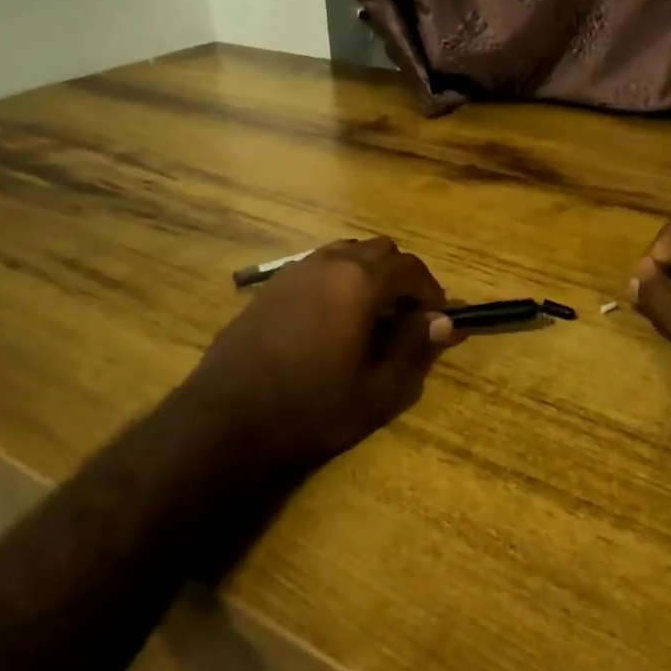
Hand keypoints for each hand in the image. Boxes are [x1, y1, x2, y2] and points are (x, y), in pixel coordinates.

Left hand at [181, 239, 454, 473]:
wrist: (227, 420)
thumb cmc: (312, 408)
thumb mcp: (379, 390)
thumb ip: (415, 348)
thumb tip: (443, 321)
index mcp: (360, 282)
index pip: (410, 267)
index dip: (431, 291)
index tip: (437, 319)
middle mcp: (329, 263)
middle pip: (379, 250)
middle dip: (401, 277)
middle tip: (407, 316)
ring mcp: (295, 271)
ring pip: (346, 253)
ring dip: (368, 274)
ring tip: (372, 315)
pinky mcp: (270, 287)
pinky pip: (318, 268)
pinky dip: (338, 281)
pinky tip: (333, 320)